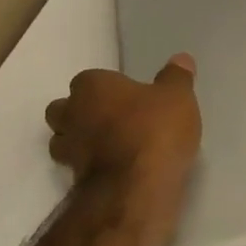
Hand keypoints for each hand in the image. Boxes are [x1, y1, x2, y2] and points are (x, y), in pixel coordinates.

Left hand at [45, 55, 201, 233]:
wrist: (137, 187)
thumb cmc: (155, 130)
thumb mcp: (178, 98)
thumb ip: (177, 77)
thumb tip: (181, 58)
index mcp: (92, 87)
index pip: (89, 80)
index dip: (108, 89)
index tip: (129, 98)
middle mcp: (71, 115)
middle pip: (64, 110)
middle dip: (82, 114)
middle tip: (114, 120)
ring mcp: (69, 150)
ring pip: (65, 141)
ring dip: (82, 142)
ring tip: (113, 148)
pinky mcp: (74, 181)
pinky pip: (79, 168)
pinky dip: (92, 168)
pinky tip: (117, 171)